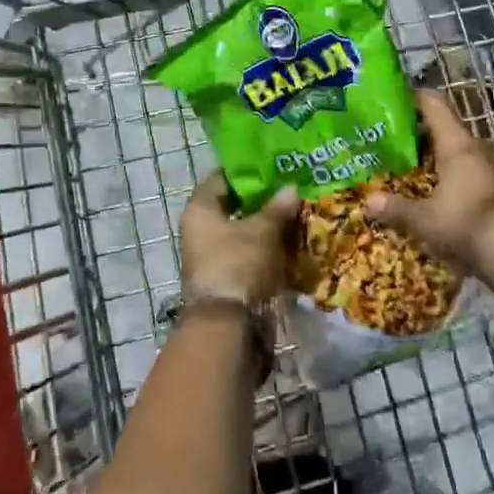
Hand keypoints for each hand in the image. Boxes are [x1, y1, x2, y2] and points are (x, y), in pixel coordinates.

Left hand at [180, 174, 298, 302]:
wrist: (226, 326)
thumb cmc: (238, 264)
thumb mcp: (263, 231)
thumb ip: (277, 208)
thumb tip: (291, 188)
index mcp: (200, 209)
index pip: (221, 178)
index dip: (246, 172)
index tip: (272, 167)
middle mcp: (199, 229)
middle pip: (232, 206)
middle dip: (261, 200)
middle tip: (289, 190)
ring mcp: (210, 256)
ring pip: (241, 232)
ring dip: (265, 226)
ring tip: (295, 215)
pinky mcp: (224, 278)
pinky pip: (246, 254)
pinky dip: (264, 249)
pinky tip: (289, 244)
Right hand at [366, 91, 493, 297]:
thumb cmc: (468, 223)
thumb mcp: (426, 220)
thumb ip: (397, 209)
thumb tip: (368, 201)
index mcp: (456, 144)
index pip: (433, 105)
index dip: (414, 97)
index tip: (395, 97)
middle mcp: (477, 148)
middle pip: (447, 129)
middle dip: (422, 133)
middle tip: (397, 140)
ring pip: (462, 152)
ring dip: (441, 157)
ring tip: (417, 167)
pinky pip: (475, 173)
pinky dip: (457, 176)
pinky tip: (444, 193)